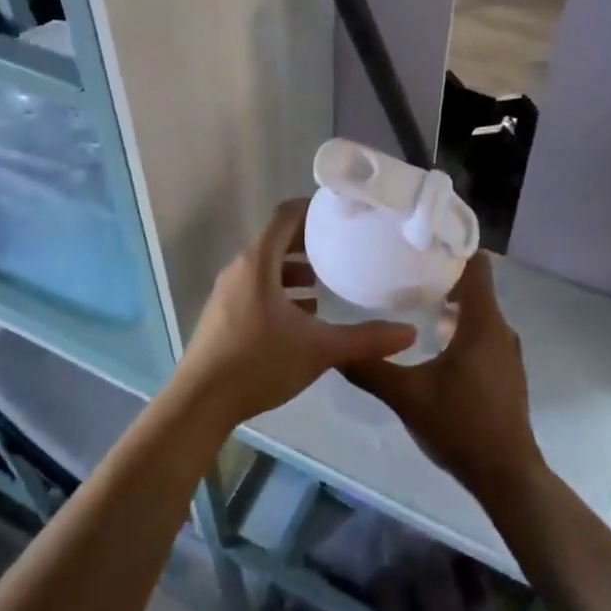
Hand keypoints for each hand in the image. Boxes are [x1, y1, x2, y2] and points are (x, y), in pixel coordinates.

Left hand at [173, 198, 416, 428]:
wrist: (200, 402)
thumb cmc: (259, 363)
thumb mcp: (319, 349)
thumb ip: (366, 340)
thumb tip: (410, 332)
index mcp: (258, 263)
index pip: (285, 215)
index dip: (312, 208)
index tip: (340, 211)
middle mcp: (240, 269)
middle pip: (276, 240)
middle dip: (308, 242)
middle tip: (342, 248)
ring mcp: (227, 292)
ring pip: (265, 268)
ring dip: (293, 270)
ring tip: (324, 284)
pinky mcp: (223, 315)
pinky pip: (255, 288)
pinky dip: (279, 291)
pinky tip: (301, 316)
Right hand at [341, 254, 543, 507]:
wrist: (506, 476)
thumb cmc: (460, 426)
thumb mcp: (406, 396)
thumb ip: (370, 369)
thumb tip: (335, 348)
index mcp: (482, 324)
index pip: (476, 265)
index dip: (452, 247)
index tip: (420, 239)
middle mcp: (499, 330)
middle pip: (475, 286)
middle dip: (442, 275)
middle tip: (404, 268)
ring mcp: (506, 352)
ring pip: (478, 312)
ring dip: (450, 303)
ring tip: (412, 301)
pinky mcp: (504, 371)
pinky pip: (482, 333)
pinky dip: (460, 326)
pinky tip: (432, 341)